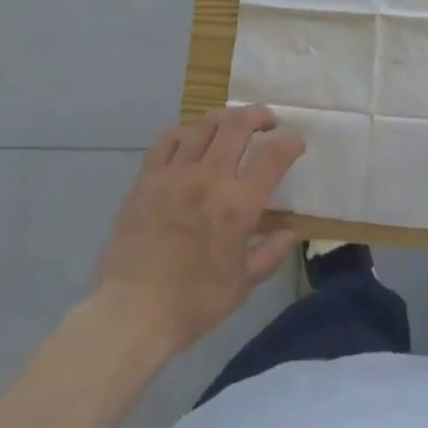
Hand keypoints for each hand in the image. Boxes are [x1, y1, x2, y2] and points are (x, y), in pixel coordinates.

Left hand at [93, 105, 305, 354]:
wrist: (132, 312)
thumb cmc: (193, 303)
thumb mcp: (242, 285)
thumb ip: (271, 253)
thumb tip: (292, 231)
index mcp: (238, 206)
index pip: (273, 158)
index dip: (290, 144)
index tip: (295, 143)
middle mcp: (209, 179)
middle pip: (238, 125)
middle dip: (258, 115)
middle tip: (267, 121)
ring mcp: (176, 173)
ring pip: (205, 125)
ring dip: (225, 119)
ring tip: (231, 125)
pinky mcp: (148, 177)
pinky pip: (168, 139)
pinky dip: (185, 133)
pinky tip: (190, 141)